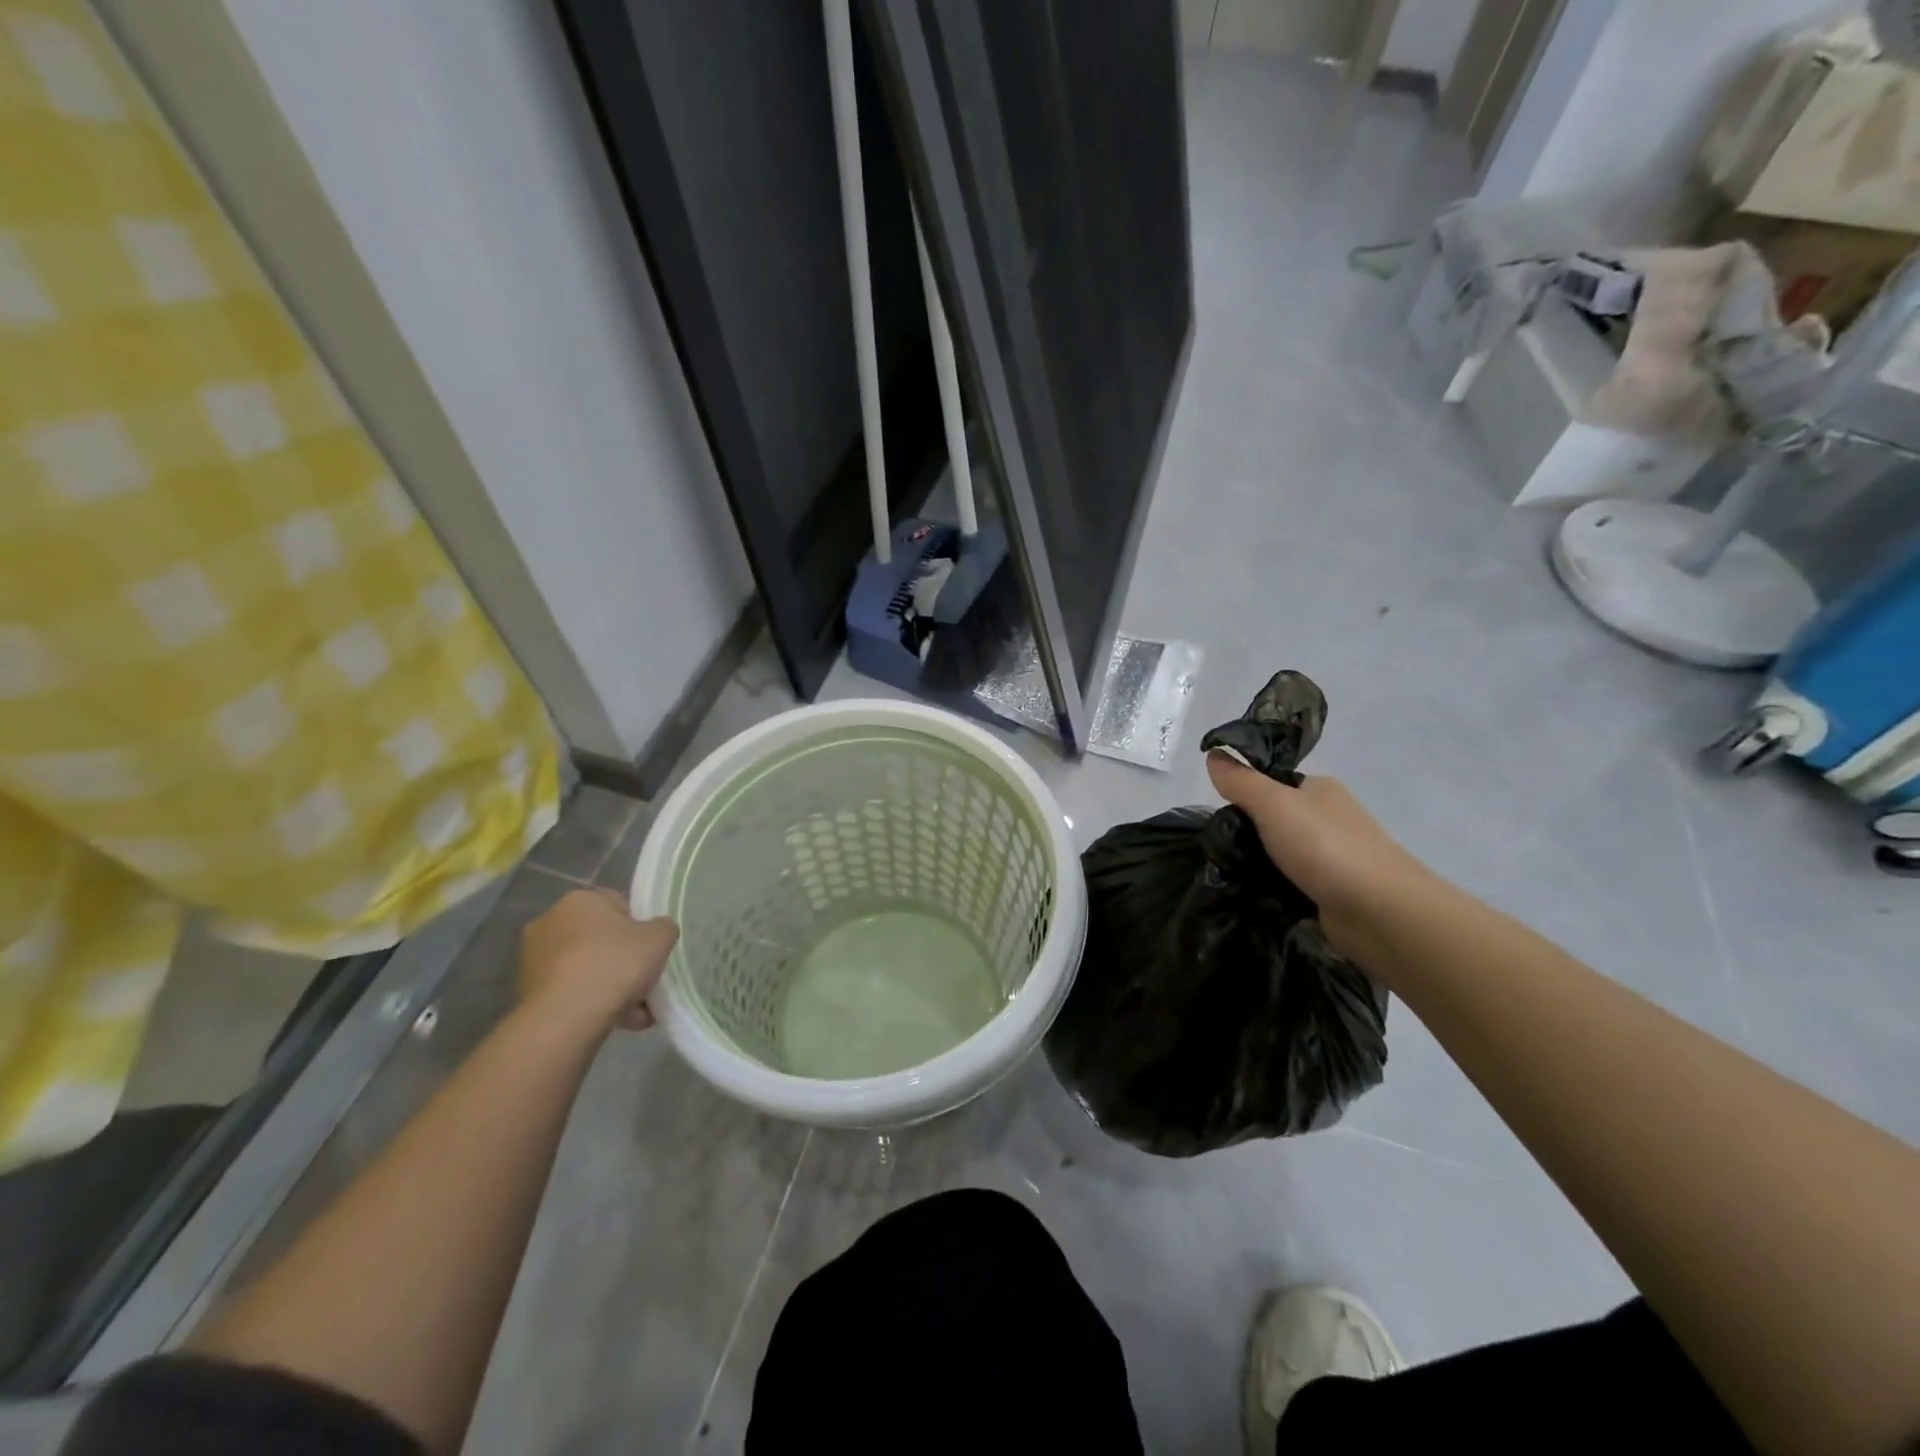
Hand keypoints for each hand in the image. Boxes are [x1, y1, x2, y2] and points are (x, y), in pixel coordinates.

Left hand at [519, 888, 677, 1035]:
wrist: (566, 1017)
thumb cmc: (615, 963)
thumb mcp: (660, 937)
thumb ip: (663, 927)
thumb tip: (657, 930)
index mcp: (580, 899)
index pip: (618, 904)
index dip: (639, 927)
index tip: (649, 950)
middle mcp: (550, 921)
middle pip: (599, 939)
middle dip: (622, 960)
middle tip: (644, 981)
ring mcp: (533, 958)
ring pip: (585, 968)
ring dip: (608, 985)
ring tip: (635, 1012)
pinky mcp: (527, 992)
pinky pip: (570, 992)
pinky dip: (590, 1003)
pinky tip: (615, 1021)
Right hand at [1205, 753, 1429, 952]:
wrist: (1380, 911)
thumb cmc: (1326, 847)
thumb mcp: (1273, 804)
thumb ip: (1241, 781)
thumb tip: (1213, 754)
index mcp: (1320, 789)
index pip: (1272, 783)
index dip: (1243, 794)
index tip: (1219, 814)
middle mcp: (1329, 818)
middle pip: (1274, 819)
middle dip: (1248, 832)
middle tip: (1219, 848)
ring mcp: (1333, 856)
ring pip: (1281, 852)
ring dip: (1258, 862)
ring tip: (1227, 873)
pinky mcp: (1332, 890)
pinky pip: (1291, 882)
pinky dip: (1273, 887)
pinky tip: (1252, 894)